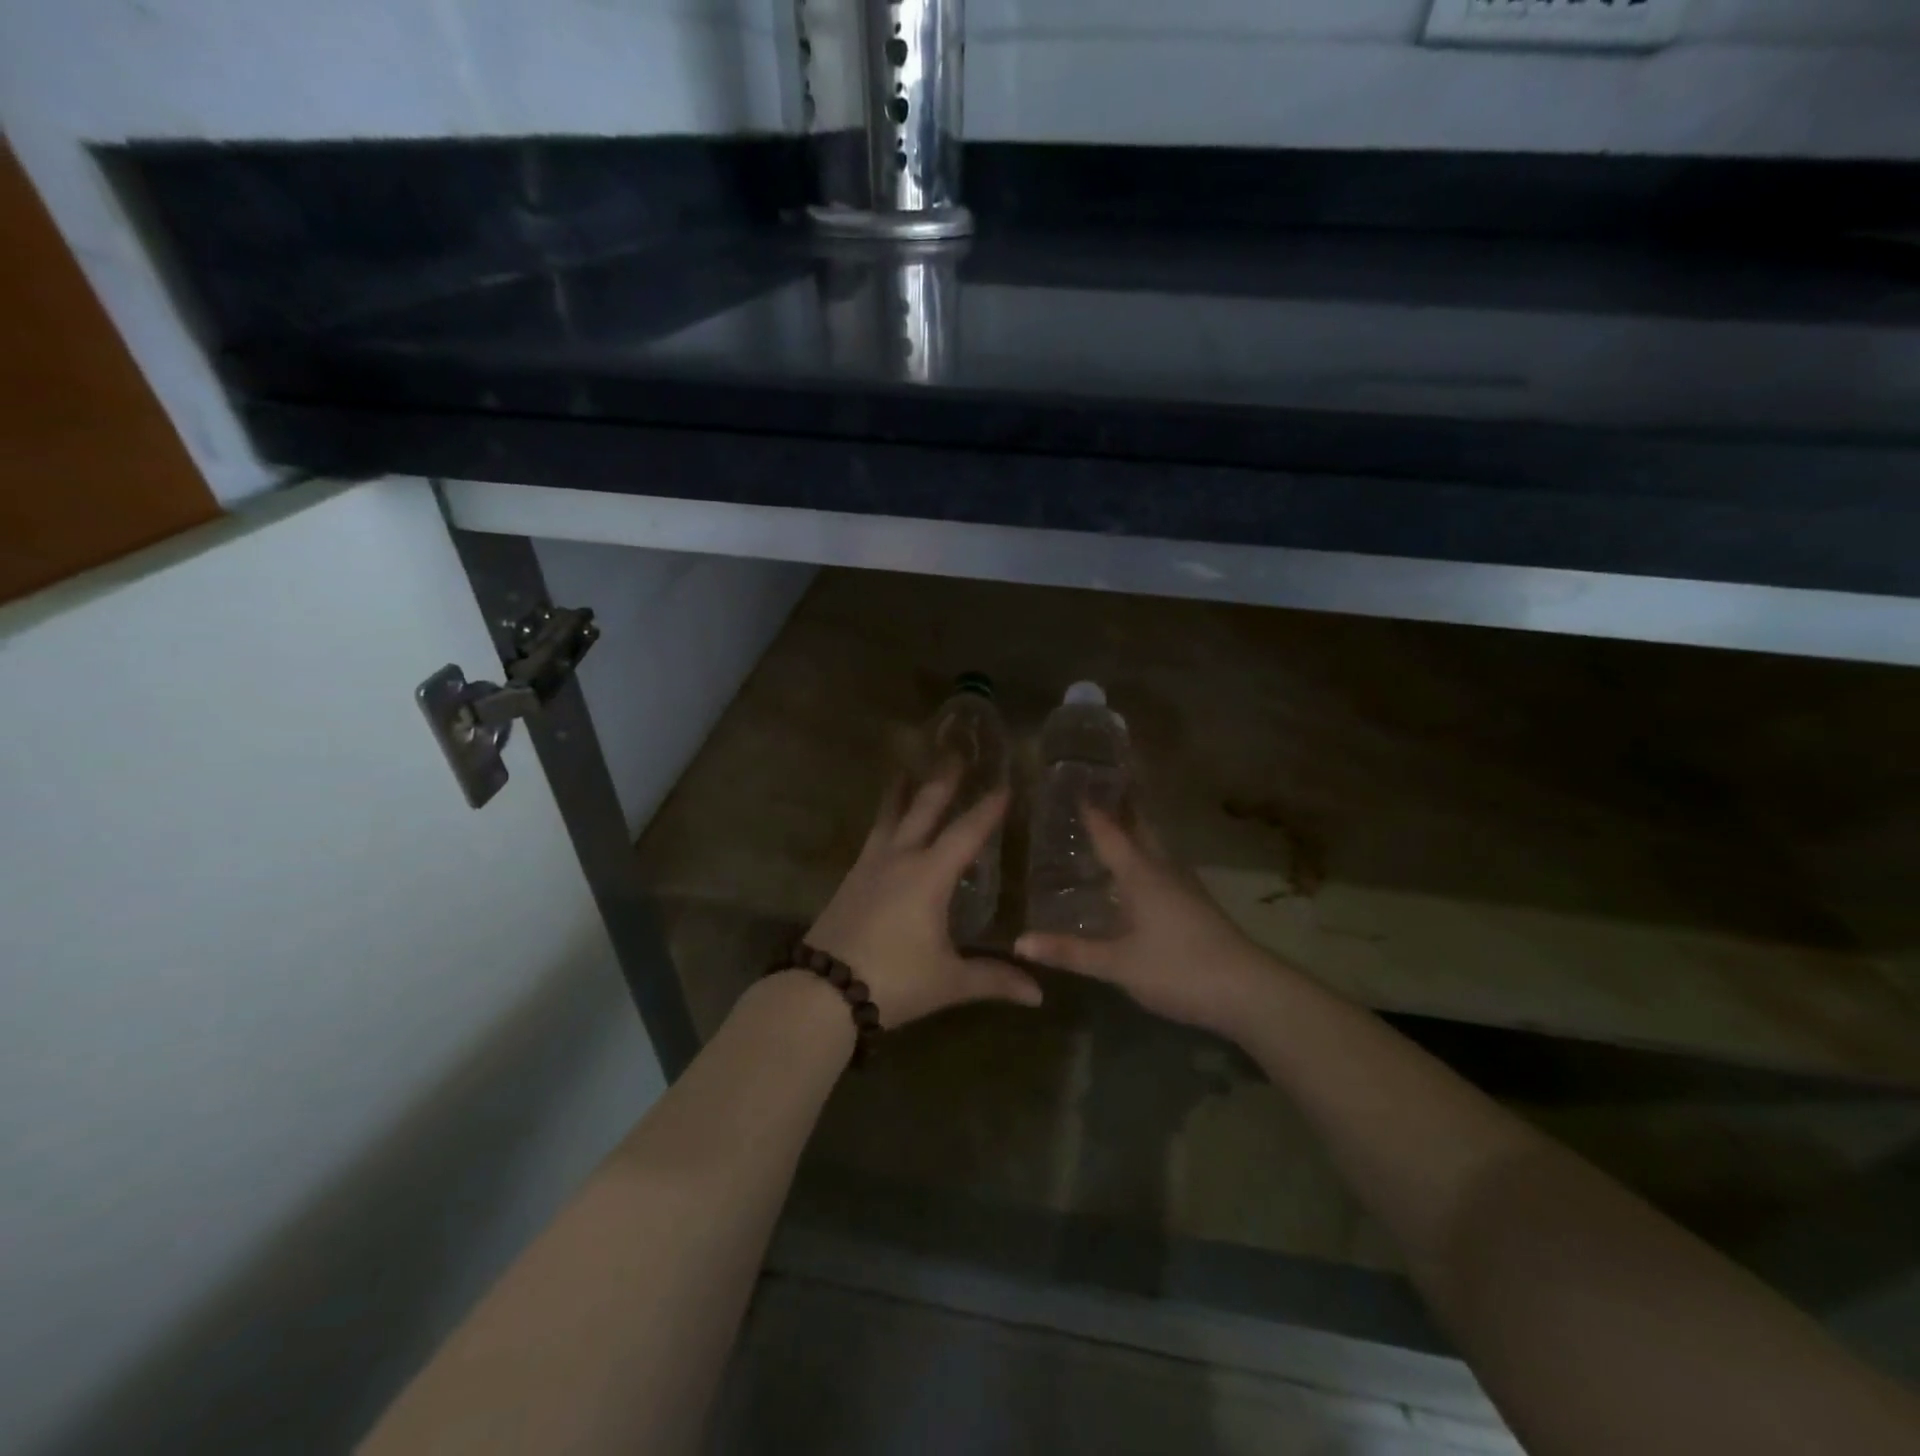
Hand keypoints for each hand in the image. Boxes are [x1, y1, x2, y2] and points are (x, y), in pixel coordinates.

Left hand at [806, 767, 1042, 1028]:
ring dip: (902, 792)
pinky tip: (884, 826)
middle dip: (942, 781)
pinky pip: (873, 837)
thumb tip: (1038, 994)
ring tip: (905, 768)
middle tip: (953, 751)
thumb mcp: (948, 981)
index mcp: (929, 876)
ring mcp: (870, 866)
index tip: (1004, 785)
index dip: (987, 809)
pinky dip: (884, 819)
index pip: (966, 833)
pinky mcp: (850, 880)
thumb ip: (993, 978)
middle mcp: (900, 860)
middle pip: (923, 809)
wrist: (822, 991)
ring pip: (889, 817)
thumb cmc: (893, 981)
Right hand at [1016, 807, 1271, 1037]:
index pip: (1110, 832)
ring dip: (1132, 831)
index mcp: (1141, 874)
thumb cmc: (1180, 969)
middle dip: (1118, 807)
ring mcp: (1183, 886)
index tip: (1070, 784)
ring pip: (1153, 847)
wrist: (1249, 992)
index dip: (1089, 810)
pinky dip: (1141, 858)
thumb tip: (1019, 942)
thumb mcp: (1118, 964)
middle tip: (1091, 791)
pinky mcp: (1194, 905)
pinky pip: (1160, 868)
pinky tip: (1132, 876)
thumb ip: (1070, 952)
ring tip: (1105, 825)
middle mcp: (1163, 870)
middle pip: (1139, 828)